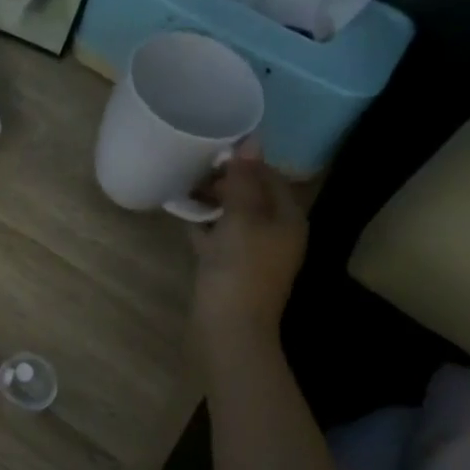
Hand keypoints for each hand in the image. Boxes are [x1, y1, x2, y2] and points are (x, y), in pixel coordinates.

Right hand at [189, 144, 307, 365]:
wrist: (228, 330)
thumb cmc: (239, 270)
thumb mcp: (242, 219)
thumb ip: (245, 179)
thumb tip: (252, 139)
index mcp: (287, 218)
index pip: (271, 176)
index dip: (245, 161)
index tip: (212, 151)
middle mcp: (276, 233)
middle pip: (252, 195)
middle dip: (225, 181)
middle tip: (193, 170)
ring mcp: (253, 253)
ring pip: (233, 216)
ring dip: (211, 202)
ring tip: (184, 189)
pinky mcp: (231, 268)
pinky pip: (218, 237)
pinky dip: (203, 225)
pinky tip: (182, 216)